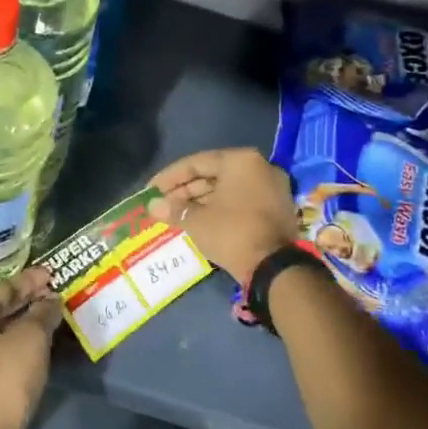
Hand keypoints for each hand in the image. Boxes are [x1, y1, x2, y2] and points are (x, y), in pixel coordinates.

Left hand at [0, 267, 61, 428]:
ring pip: (7, 333)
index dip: (31, 280)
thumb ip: (42, 315)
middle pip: (3, 309)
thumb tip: (52, 300)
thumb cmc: (3, 382)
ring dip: (31, 326)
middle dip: (32, 302)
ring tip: (59, 318)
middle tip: (60, 293)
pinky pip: (8, 354)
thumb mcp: (29, 341)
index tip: (53, 273)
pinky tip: (47, 347)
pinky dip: (26, 347)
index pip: (5, 287)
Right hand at [148, 147, 295, 287]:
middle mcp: (260, 167)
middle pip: (213, 174)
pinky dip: (220, 208)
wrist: (274, 268)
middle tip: (162, 205)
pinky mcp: (277, 208)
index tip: (151, 191)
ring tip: (176, 214)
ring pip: (227, 189)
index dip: (169, 177)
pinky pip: (241, 201)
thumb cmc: (232, 233)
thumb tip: (153, 206)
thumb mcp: (197, 220)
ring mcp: (272, 188)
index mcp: (240, 160)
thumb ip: (174, 209)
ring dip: (201, 200)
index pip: (196, 163)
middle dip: (185, 190)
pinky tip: (199, 220)